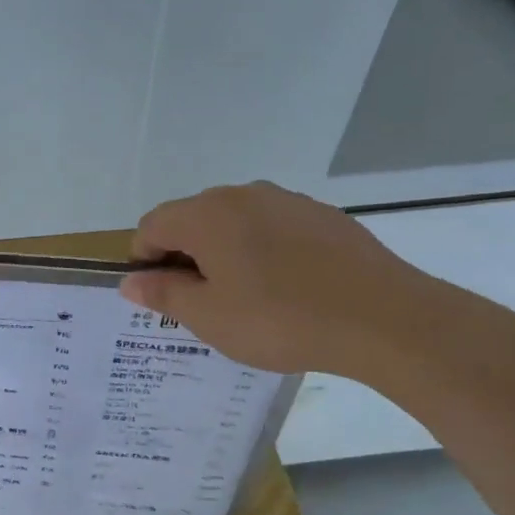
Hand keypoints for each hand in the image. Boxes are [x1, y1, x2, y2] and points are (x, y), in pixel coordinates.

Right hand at [117, 181, 440, 378]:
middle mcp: (243, 195)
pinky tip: (286, 287)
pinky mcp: (323, 215)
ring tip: (246, 297)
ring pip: (236, 222)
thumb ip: (163, 294)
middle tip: (200, 302)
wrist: (383, 318)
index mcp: (207, 215)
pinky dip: (263, 250)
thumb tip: (130, 282)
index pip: (153, 226)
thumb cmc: (280, 319)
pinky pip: (274, 227)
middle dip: (184, 255)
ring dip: (225, 252)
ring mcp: (288, 201)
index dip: (145, 260)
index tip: (159, 296)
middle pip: (193, 219)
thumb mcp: (209, 317)